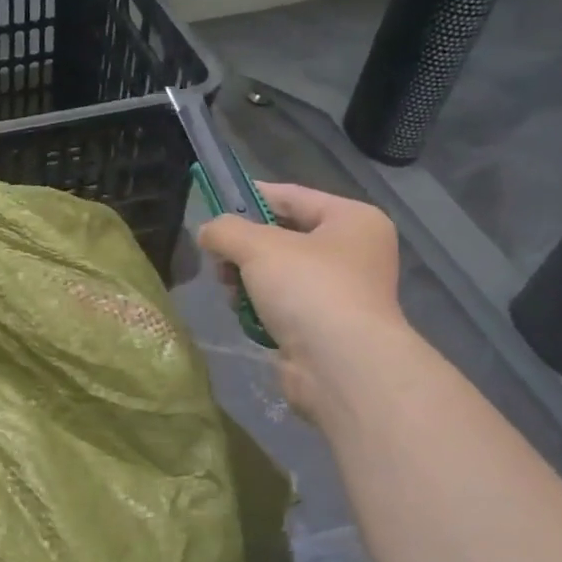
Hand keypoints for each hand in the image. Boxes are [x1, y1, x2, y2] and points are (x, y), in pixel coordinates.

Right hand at [198, 184, 408, 419]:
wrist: (340, 365)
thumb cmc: (308, 289)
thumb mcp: (258, 246)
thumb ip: (225, 230)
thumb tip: (208, 232)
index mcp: (352, 220)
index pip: (292, 196)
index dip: (251, 196)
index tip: (214, 203)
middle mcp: (354, 252)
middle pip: (283, 237)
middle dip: (244, 248)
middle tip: (217, 258)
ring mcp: (342, 292)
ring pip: (279, 273)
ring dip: (247, 280)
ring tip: (229, 290)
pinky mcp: (326, 326)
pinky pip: (283, 304)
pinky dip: (260, 307)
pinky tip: (244, 313)